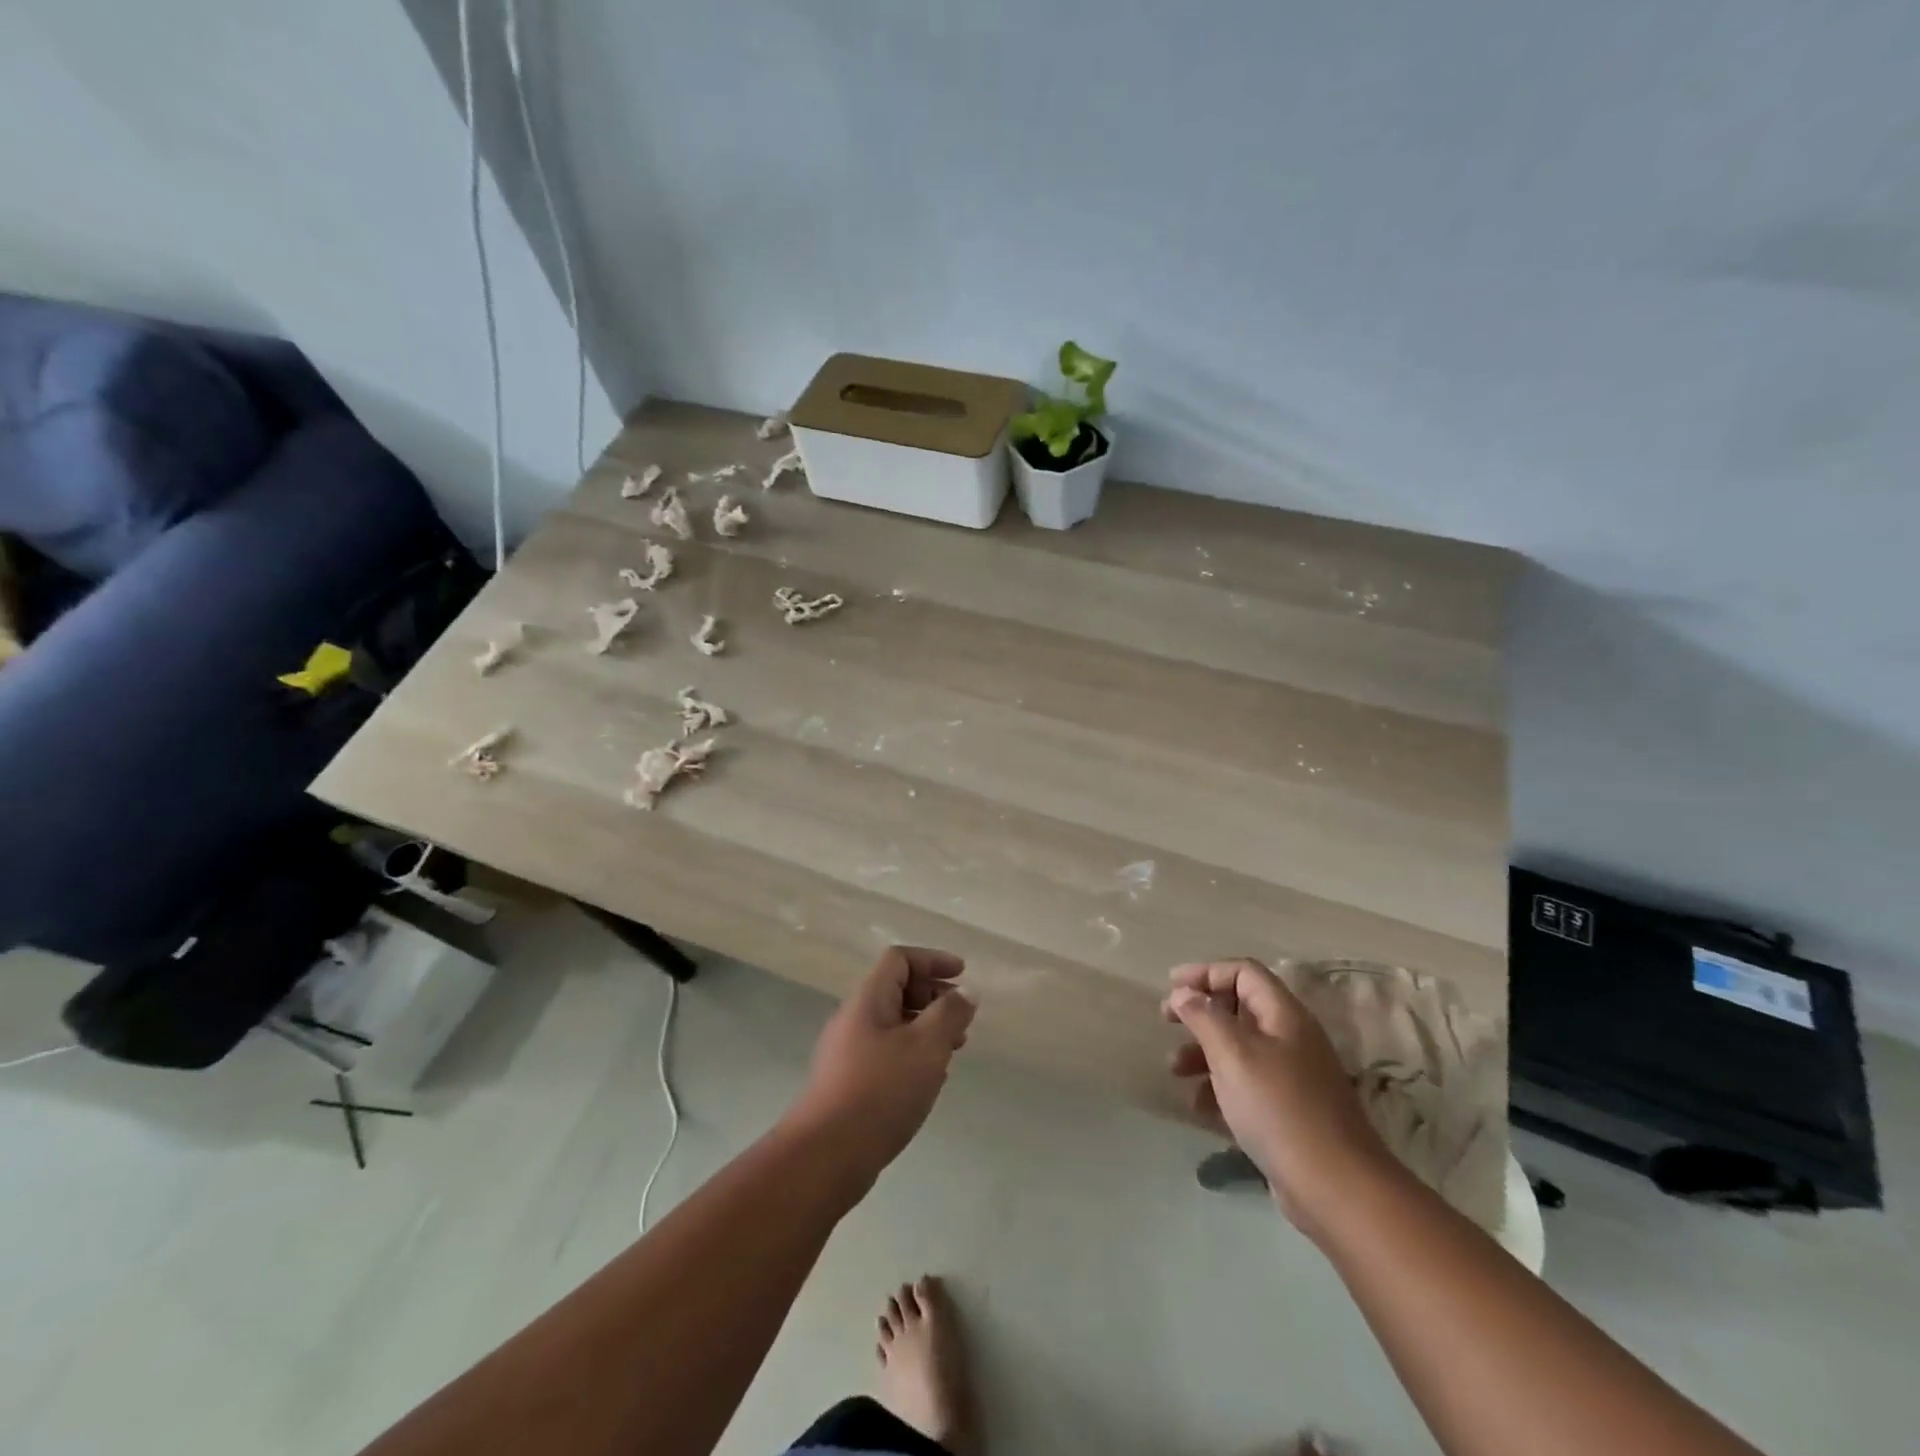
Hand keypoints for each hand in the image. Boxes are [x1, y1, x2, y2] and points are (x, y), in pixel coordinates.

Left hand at [784, 947, 975, 1192]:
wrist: (826, 1155)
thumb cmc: (881, 1091)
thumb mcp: (927, 1046)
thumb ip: (950, 1014)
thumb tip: (965, 992)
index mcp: (868, 999)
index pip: (899, 959)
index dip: (933, 960)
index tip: (963, 976)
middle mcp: (854, 1018)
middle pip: (896, 989)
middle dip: (933, 996)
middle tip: (962, 1019)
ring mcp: (847, 1051)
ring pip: (893, 1024)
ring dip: (926, 1028)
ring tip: (953, 1050)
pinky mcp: (848, 1082)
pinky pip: (886, 1051)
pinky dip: (912, 1053)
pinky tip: (930, 1080)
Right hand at [1164, 959, 1397, 1238]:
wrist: (1336, 1188)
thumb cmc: (1279, 1108)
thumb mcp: (1233, 1054)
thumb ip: (1204, 1017)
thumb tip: (1183, 993)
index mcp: (1284, 1015)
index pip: (1244, 972)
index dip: (1206, 972)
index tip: (1171, 986)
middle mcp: (1291, 1037)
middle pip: (1240, 1007)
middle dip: (1200, 1013)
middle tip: (1167, 1022)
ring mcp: (1293, 1076)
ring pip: (1239, 1047)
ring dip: (1204, 1052)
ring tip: (1174, 1070)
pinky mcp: (1289, 1110)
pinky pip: (1246, 1083)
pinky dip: (1219, 1085)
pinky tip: (1199, 1106)